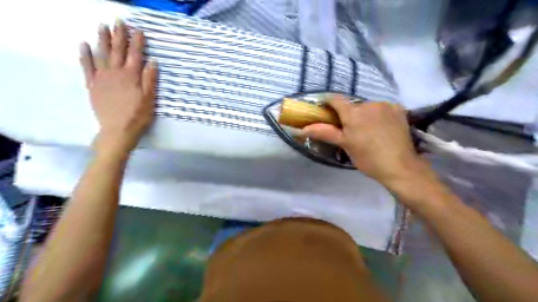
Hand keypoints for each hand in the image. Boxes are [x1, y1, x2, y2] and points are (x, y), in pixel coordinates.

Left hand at [80, 20, 157, 155]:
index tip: (138, 30)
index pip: (135, 55)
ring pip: (101, 54)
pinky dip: (85, 55)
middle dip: (119, 35)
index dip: (137, 42)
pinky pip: (87, 67)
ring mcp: (102, 78)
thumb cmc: (138, 116)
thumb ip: (150, 80)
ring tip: (102, 26)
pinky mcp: (93, 85)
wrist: (118, 130)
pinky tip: (84, 44)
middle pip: (117, 51)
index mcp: (131, 77)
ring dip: (102, 39)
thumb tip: (152, 62)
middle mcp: (115, 73)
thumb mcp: (150, 99)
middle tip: (119, 21)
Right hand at [302, 96, 429, 185]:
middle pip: (353, 105)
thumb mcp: (344, 145)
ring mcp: (385, 105)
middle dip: (349, 114)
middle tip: (350, 130)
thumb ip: (325, 133)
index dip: (328, 102)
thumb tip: (303, 129)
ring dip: (365, 115)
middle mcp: (369, 104)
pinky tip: (382, 128)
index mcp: (353, 113)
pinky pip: (382, 108)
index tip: (325, 110)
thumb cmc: (367, 157)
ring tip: (368, 131)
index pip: (336, 99)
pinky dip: (379, 115)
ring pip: (368, 107)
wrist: (399, 166)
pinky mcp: (398, 109)